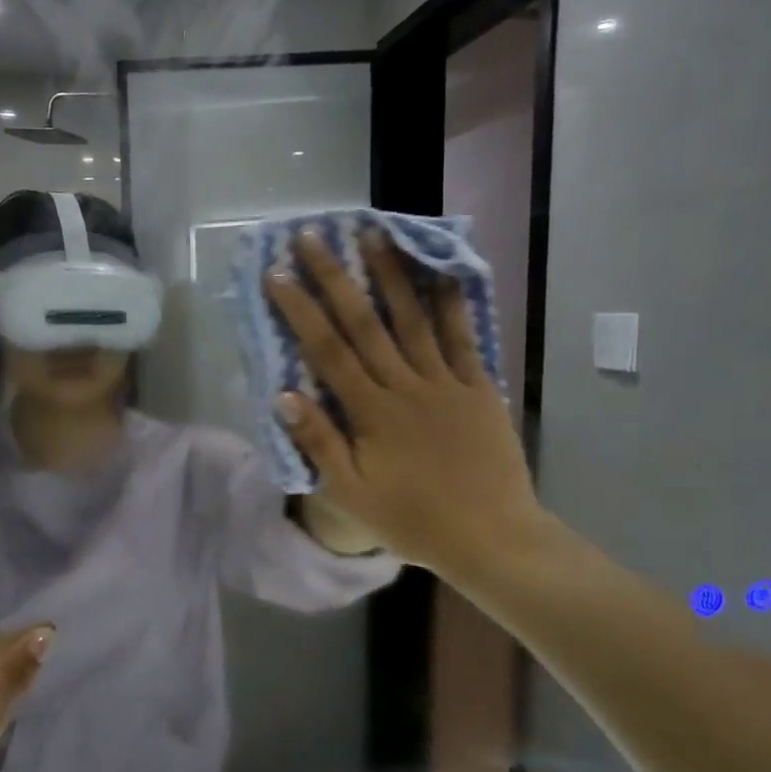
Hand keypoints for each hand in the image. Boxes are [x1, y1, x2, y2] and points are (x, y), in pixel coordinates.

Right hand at [263, 230, 550, 577]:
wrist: (491, 537)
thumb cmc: (414, 520)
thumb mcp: (352, 494)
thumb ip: (319, 442)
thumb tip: (284, 395)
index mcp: (371, 412)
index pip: (327, 350)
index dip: (301, 310)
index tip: (278, 274)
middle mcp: (406, 385)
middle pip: (365, 322)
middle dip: (336, 276)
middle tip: (313, 237)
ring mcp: (446, 382)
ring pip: (414, 319)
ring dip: (392, 274)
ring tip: (374, 234)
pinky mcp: (478, 388)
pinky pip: (464, 338)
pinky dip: (453, 303)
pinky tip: (443, 271)